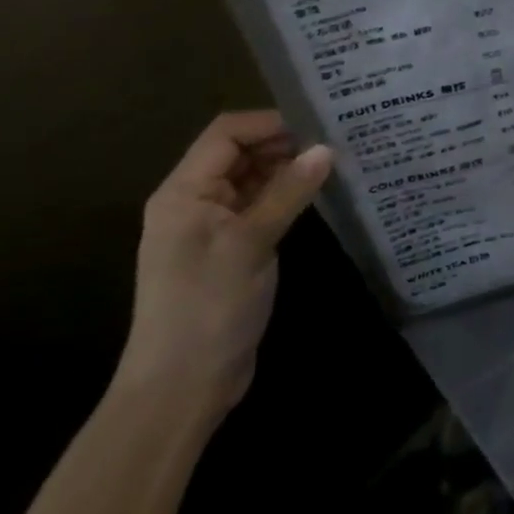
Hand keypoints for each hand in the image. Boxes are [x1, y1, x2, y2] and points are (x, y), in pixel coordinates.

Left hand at [115, 111, 333, 421]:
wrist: (180, 391)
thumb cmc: (207, 308)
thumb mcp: (250, 243)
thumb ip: (289, 192)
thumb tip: (327, 148)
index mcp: (184, 192)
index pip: (226, 133)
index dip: (269, 122)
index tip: (316, 124)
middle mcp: (193, 201)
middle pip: (238, 152)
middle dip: (282, 143)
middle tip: (333, 141)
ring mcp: (211, 227)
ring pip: (251, 178)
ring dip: (286, 169)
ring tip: (332, 162)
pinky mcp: (229, 250)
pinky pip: (258, 206)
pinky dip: (284, 196)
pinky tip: (316, 194)